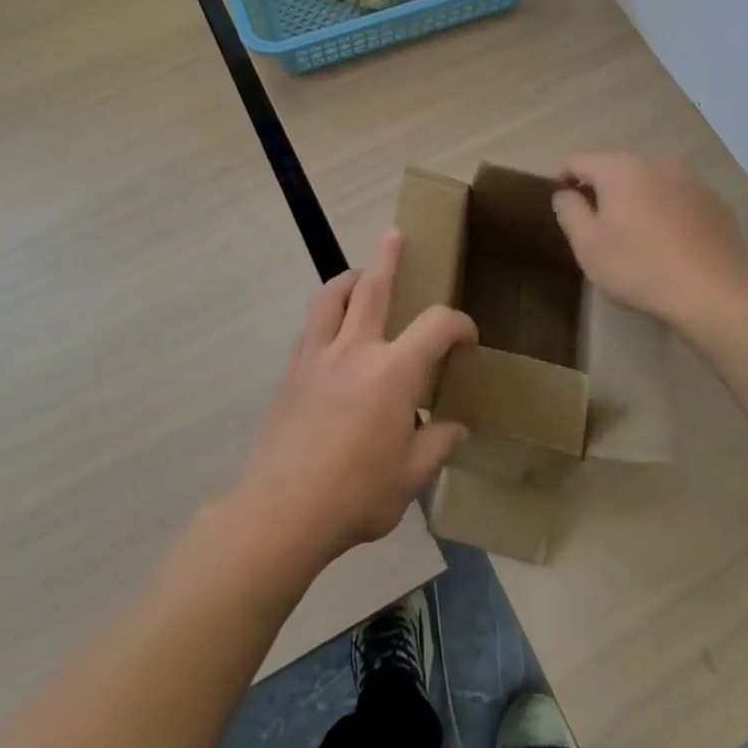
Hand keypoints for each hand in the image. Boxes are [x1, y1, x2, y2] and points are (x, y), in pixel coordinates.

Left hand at [232, 230, 475, 574]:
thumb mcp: (409, 479)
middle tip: (394, 235)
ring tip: (358, 275)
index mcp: (393, 373)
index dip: (458, 323)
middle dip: (388, 257)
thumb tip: (454, 426)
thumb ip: (436, 445)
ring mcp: (318, 355)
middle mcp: (356, 349)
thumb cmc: (355, 496)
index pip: (437, 325)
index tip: (466, 337)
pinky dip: (325, 313)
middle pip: (373, 287)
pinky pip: (310, 325)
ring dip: (349, 278)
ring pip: (331, 296)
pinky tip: (330, 328)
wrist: (281, 512)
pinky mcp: (291, 370)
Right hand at [552, 153, 747, 331]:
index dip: (564, 181)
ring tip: (640, 237)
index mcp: (621, 168)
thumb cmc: (639, 268)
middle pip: (617, 169)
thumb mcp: (587, 245)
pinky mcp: (717, 203)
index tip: (566, 209)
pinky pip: (681, 199)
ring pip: (652, 183)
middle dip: (605, 191)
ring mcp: (693, 180)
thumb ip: (569, 210)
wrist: (715, 296)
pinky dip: (670, 212)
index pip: (578, 161)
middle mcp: (658, 162)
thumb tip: (565, 193)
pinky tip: (673, 244)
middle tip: (602, 228)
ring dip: (639, 200)